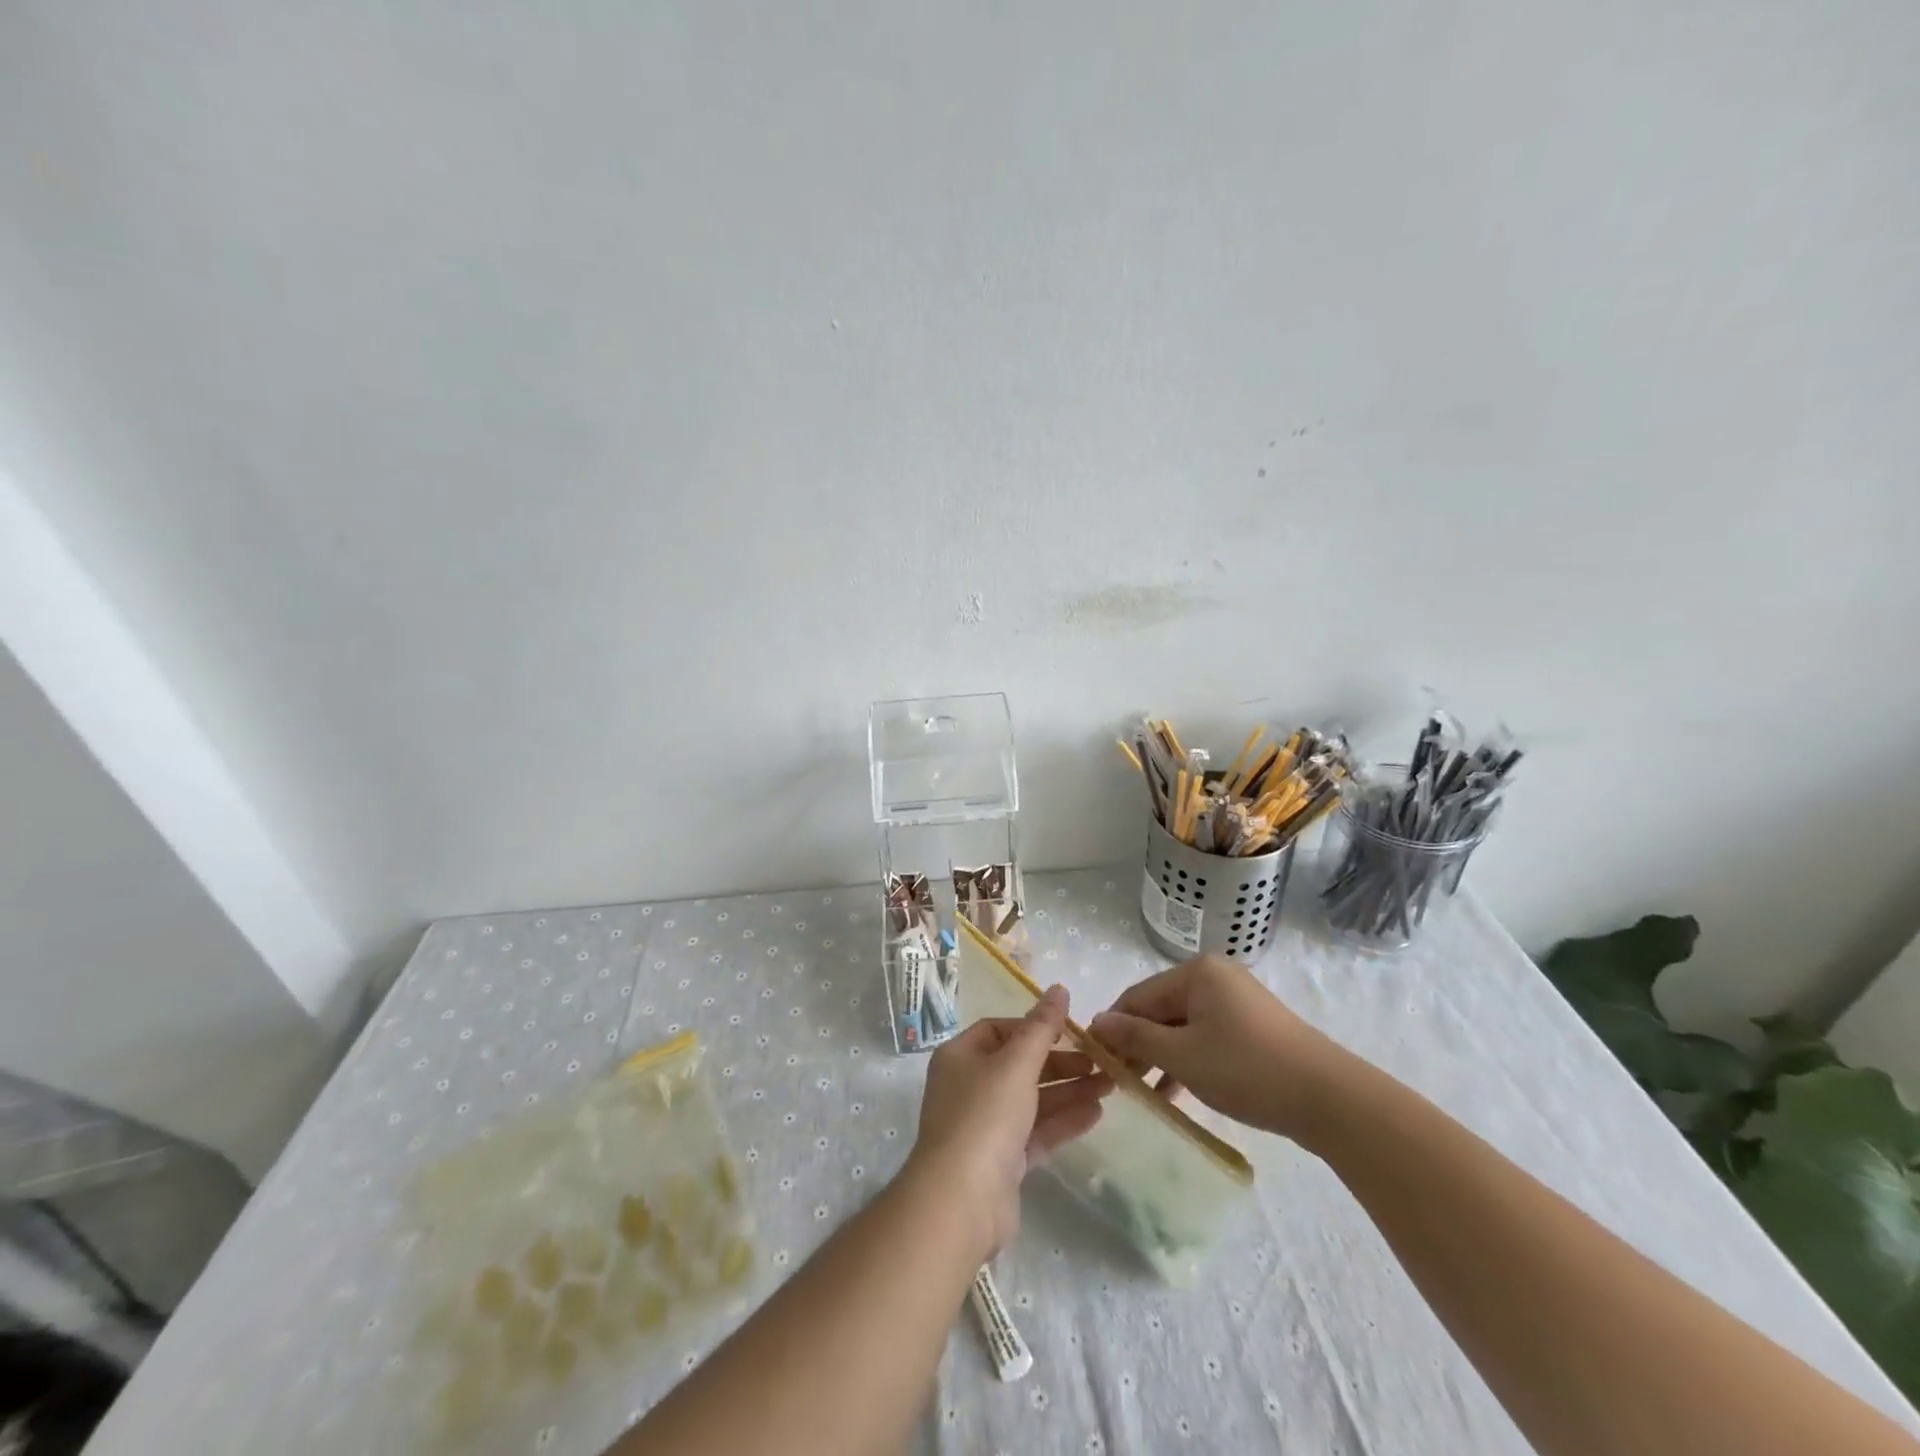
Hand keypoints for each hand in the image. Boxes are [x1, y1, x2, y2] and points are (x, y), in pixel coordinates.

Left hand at [906, 986, 1110, 1257]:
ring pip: (1032, 1100)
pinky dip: (1063, 1121)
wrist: (961, 1201)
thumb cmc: (985, 1116)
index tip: (1070, 1032)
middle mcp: (968, 1087)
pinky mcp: (1001, 1161)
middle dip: (1060, 1062)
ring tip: (1111, 1085)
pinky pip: (1036, 1132)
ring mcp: (984, 1126)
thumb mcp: (1016, 1063)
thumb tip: (1059, 988)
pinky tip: (1096, 1113)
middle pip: (1019, 1065)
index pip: (999, 1029)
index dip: (1034, 1027)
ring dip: (1068, 1091)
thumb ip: (1042, 1027)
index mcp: (960, 1056)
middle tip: (1100, 1062)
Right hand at [1088, 954, 1345, 1139]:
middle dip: (1138, 1044)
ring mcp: (1236, 1000)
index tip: (1095, 1061)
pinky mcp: (1252, 1026)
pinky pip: (1206, 1036)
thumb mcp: (1182, 1056)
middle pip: (1160, 1009)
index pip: (1137, 996)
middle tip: (1119, 1081)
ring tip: (1142, 1091)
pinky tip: (1174, 1090)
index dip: (1114, 1028)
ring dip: (1161, 1056)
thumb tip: (1096, 1022)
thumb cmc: (1246, 1069)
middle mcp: (1215, 976)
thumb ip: (1135, 1038)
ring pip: (1182, 1026)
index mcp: (1196, 972)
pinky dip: (1188, 1059)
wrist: (1329, 1099)